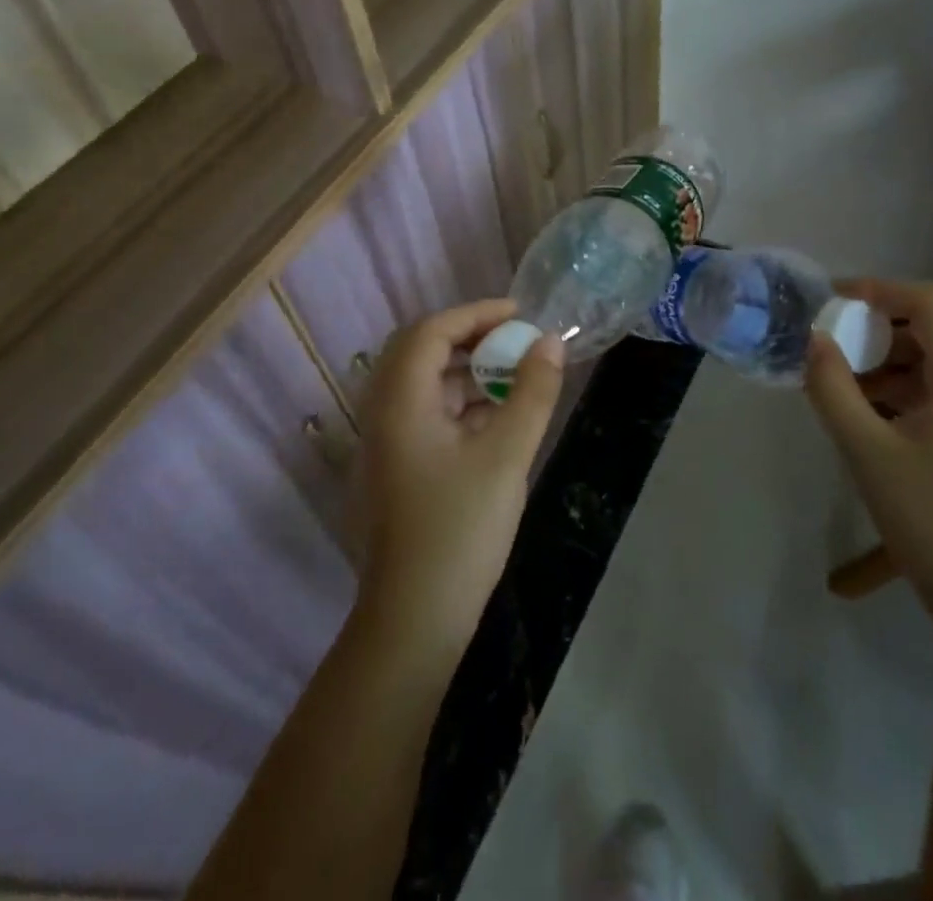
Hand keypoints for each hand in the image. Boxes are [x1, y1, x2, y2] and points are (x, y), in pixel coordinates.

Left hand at [355, 299, 563, 655]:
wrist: (413, 620)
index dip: (476, 313)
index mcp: (399, 401)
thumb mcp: (507, 454)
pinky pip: (423, 415)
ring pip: (422, 384)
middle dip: (469, 337)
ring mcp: (383, 444)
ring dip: (465, 371)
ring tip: (512, 375)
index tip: (520, 313)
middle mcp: (382, 413)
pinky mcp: (393, 469)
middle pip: (420, 351)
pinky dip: (458, 404)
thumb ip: (533, 392)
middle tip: (513, 339)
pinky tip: (495, 419)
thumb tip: (550, 342)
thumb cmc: (460, 529)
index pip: (432, 330)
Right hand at [804, 279, 932, 639]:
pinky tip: (879, 400)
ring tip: (859, 366)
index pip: (932, 302)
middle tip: (859, 319)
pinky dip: (919, 365)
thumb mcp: (864, 450)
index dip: (882, 289)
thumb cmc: (926, 519)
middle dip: (904, 300)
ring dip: (910, 335)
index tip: (835, 299)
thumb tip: (813, 340)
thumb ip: (832, 387)